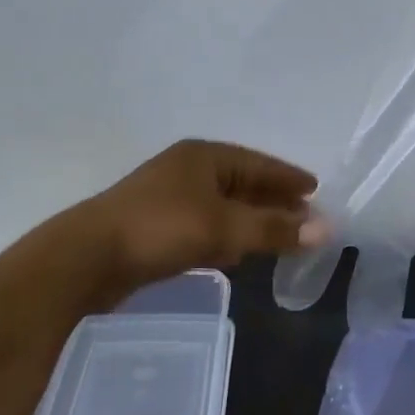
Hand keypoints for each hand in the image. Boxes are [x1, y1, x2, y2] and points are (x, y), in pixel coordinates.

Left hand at [78, 139, 327, 290]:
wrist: (87, 258)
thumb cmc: (161, 229)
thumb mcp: (225, 228)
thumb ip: (274, 229)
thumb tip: (327, 228)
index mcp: (205, 156)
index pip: (259, 164)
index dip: (288, 178)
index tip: (316, 190)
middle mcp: (187, 169)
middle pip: (242, 182)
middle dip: (273, 200)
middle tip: (304, 216)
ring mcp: (168, 196)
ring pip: (222, 205)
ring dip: (250, 219)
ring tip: (278, 235)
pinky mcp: (154, 225)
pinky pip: (204, 223)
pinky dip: (226, 234)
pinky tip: (236, 252)